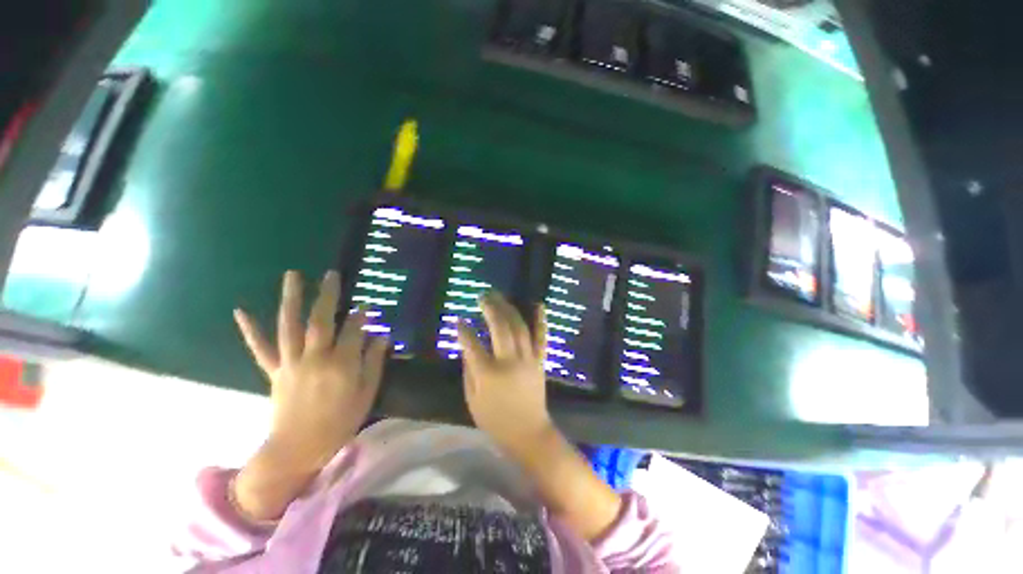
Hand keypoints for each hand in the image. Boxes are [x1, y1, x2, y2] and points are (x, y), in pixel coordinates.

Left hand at [234, 270, 388, 473]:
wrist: (298, 448)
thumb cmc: (340, 421)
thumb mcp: (366, 393)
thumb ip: (374, 363)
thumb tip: (381, 337)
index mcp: (340, 364)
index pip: (353, 331)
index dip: (361, 316)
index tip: (367, 306)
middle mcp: (314, 358)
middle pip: (320, 321)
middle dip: (328, 296)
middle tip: (332, 274)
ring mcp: (291, 363)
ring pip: (290, 326)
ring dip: (291, 299)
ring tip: (293, 275)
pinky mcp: (275, 371)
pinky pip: (261, 349)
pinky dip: (251, 331)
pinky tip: (241, 312)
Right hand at [457, 292, 552, 451]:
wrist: (528, 433)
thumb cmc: (495, 420)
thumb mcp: (472, 400)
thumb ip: (469, 371)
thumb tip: (467, 347)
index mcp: (488, 374)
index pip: (472, 344)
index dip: (464, 330)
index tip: (458, 319)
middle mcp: (509, 361)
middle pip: (499, 328)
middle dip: (490, 308)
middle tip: (483, 296)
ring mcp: (528, 359)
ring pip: (519, 327)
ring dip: (509, 308)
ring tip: (500, 296)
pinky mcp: (540, 360)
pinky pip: (541, 336)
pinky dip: (540, 319)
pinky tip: (537, 304)